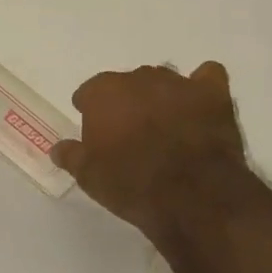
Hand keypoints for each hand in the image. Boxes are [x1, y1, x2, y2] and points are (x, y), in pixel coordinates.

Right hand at [51, 62, 251, 238]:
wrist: (192, 196)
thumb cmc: (132, 185)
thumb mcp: (90, 177)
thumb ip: (72, 156)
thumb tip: (58, 148)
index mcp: (105, 93)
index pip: (90, 92)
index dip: (90, 110)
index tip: (94, 131)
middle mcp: (139, 79)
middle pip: (127, 84)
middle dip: (126, 103)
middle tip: (130, 134)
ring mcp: (178, 83)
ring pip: (163, 80)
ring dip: (160, 96)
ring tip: (164, 124)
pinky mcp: (213, 94)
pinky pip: (207, 76)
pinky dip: (201, 87)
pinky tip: (198, 105)